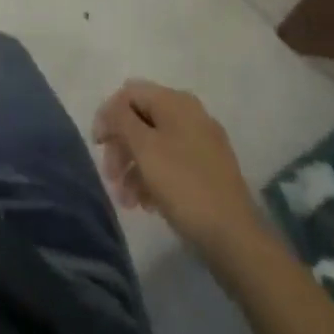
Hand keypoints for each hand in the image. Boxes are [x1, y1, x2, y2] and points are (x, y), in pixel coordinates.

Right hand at [93, 80, 268, 267]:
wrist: (236, 240)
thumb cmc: (184, 185)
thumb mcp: (144, 147)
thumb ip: (120, 119)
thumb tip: (111, 110)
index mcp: (175, 101)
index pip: (129, 93)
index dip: (108, 115)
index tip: (97, 146)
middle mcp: (190, 115)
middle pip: (142, 119)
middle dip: (121, 147)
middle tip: (110, 177)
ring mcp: (203, 144)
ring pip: (155, 144)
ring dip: (134, 167)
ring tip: (126, 200)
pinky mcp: (209, 172)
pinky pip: (172, 163)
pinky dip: (154, 178)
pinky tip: (147, 204)